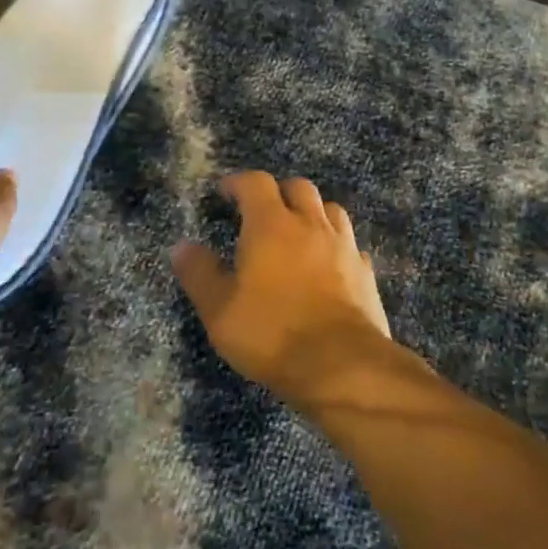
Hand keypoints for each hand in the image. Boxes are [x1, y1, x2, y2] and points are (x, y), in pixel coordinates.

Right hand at [172, 171, 392, 409]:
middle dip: (278, 193)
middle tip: (262, 212)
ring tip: (298, 233)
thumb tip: (182, 246)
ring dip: (312, 213)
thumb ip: (199, 274)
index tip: (225, 192)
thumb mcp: (219, 310)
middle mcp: (311, 224)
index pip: (256, 183)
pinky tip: (328, 266)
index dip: (238, 182)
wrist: (342, 365)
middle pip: (298, 187)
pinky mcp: (365, 272)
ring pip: (330, 210)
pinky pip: (350, 245)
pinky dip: (335, 246)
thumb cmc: (272, 333)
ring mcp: (344, 246)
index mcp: (271, 225)